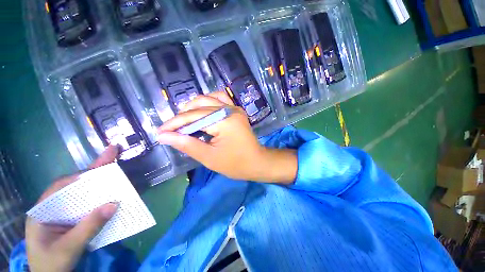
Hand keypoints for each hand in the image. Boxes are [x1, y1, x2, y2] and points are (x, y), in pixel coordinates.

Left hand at [26, 146, 119, 271]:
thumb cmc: (52, 263)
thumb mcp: (68, 248)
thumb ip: (88, 227)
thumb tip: (114, 204)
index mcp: (43, 211)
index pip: (61, 186)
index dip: (81, 175)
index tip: (101, 166)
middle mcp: (52, 207)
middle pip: (74, 185)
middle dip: (93, 171)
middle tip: (112, 153)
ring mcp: (61, 213)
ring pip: (81, 194)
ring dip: (98, 183)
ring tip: (113, 169)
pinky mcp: (70, 220)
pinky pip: (85, 205)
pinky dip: (98, 198)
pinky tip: (108, 194)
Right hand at [157, 92, 296, 182]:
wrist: (256, 162)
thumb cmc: (235, 164)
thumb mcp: (209, 157)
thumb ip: (186, 144)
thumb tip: (164, 136)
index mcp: (224, 121)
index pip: (194, 117)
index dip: (175, 123)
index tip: (160, 131)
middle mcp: (230, 110)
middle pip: (200, 106)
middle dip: (183, 117)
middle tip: (172, 128)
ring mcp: (235, 108)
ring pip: (209, 99)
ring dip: (194, 107)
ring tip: (184, 119)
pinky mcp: (237, 110)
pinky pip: (220, 99)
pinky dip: (208, 103)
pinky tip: (202, 111)